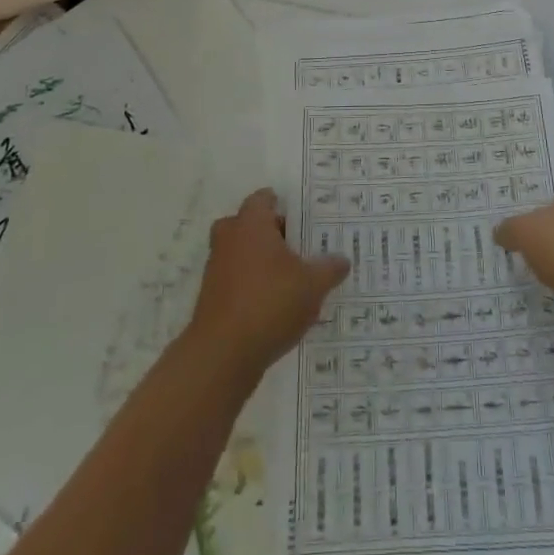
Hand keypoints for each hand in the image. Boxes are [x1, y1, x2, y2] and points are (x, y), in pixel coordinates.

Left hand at [186, 189, 349, 375]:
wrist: (222, 356)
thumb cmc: (270, 303)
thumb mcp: (313, 285)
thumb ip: (329, 268)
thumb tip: (343, 259)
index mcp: (251, 224)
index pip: (263, 199)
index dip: (282, 205)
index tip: (301, 218)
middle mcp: (229, 239)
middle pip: (248, 225)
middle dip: (270, 234)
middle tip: (296, 246)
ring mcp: (216, 270)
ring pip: (240, 254)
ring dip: (260, 263)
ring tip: (290, 280)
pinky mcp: (211, 299)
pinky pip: (235, 282)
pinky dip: (250, 287)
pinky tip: (274, 307)